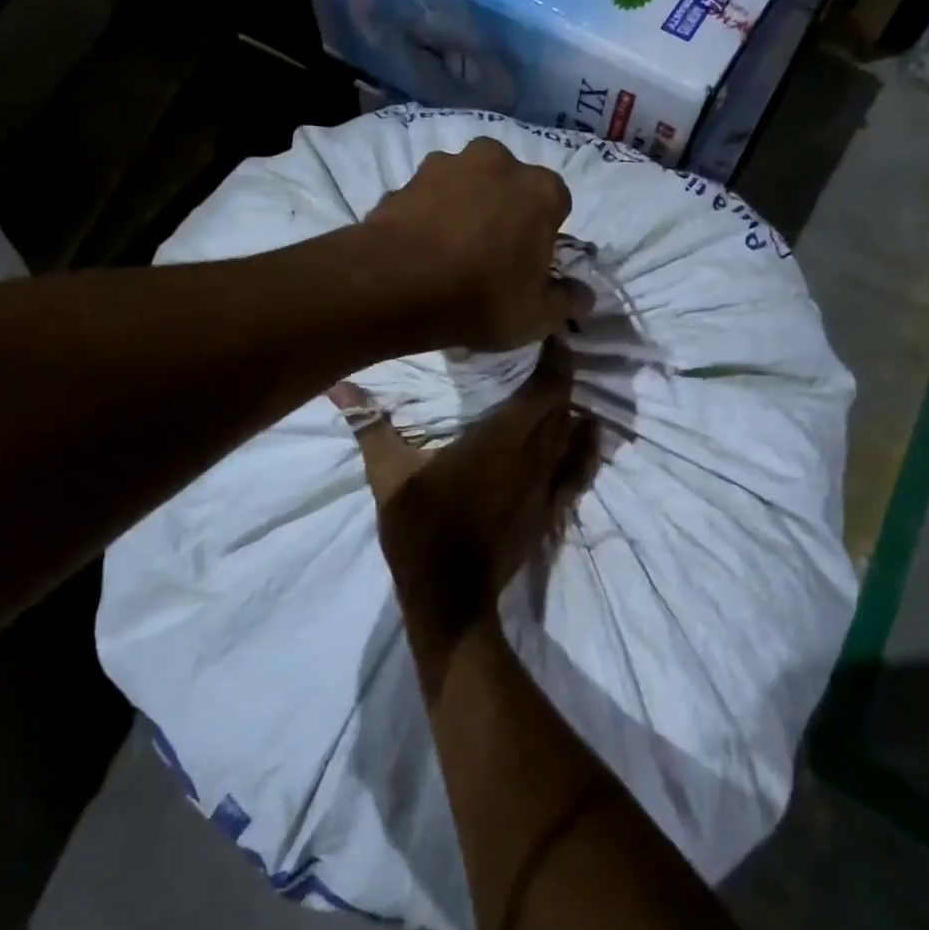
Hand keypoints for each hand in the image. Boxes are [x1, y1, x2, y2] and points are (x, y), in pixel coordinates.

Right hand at [332, 341, 598, 682]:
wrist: (451, 598)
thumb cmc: (421, 531)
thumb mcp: (388, 476)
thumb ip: (370, 426)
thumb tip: (339, 386)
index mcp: (500, 441)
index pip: (544, 388)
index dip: (554, 357)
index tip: (548, 332)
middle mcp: (533, 456)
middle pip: (561, 404)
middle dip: (560, 373)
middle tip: (547, 348)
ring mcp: (547, 485)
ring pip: (570, 433)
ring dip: (568, 404)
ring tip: (559, 381)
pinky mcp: (550, 510)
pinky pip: (578, 469)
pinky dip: (586, 445)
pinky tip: (589, 430)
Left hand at [360, 138, 591, 351]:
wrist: (395, 285)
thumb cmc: (481, 298)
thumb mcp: (536, 316)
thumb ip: (567, 301)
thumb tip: (584, 295)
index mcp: (540, 189)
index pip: (557, 204)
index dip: (545, 235)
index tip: (530, 264)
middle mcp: (497, 162)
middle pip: (511, 186)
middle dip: (505, 211)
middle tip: (491, 255)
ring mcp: (447, 164)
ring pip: (467, 185)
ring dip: (465, 207)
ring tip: (450, 251)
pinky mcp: (406, 178)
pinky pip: (429, 198)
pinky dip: (429, 215)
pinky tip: (420, 249)